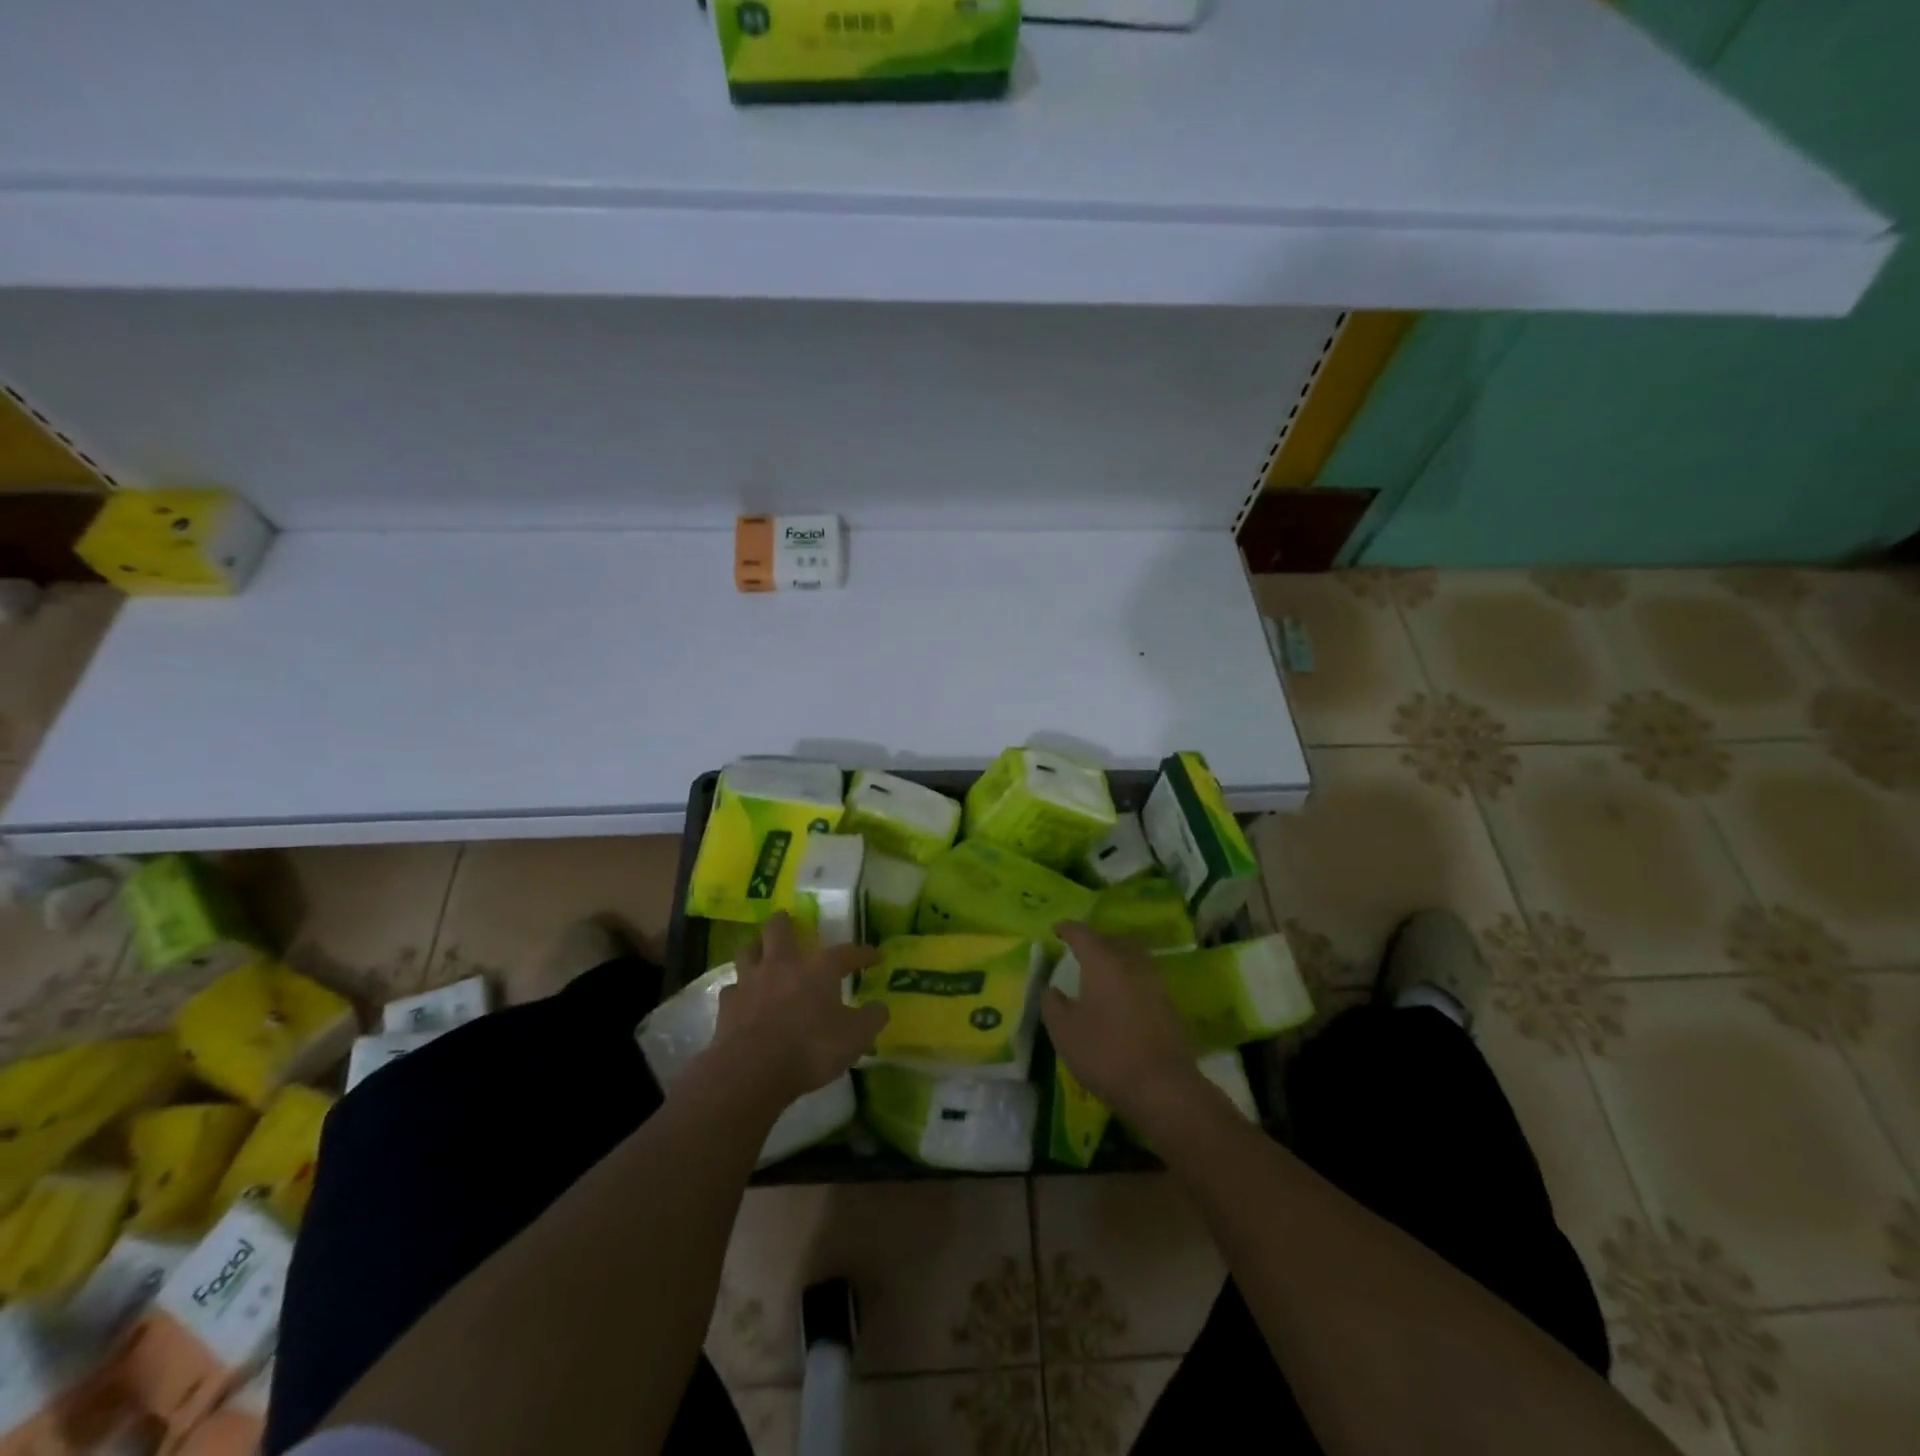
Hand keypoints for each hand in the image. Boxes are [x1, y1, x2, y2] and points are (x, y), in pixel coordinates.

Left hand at [704, 913, 887, 1110]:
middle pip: (779, 930)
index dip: (863, 953)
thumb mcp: (855, 1038)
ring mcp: (751, 982)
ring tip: (759, 950)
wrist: (752, 1070)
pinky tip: (742, 997)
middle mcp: (783, 964)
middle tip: (787, 919)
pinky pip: (732, 988)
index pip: (847, 953)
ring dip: (755, 947)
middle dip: (784, 922)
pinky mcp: (728, 1004)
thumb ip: (871, 1019)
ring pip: (748, 950)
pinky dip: (739, 989)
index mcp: (819, 969)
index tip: (875, 956)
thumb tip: (880, 1007)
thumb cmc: (811, 1048)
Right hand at [1043, 923, 1205, 1126]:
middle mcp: (1132, 961)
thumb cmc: (1105, 1053)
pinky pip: (1143, 977)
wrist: (1162, 1087)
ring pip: (1131, 957)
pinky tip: (1120, 995)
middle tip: (1077, 951)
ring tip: (1099, 971)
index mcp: (1103, 960)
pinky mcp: (1169, 1002)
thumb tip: (1051, 989)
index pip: (1082, 933)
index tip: (1056, 929)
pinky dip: (1128, 978)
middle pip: (1111, 940)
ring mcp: (1155, 980)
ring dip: (1114, 958)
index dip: (1067, 929)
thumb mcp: (1064, 1031)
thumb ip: (1052, 1004)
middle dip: (1093, 942)